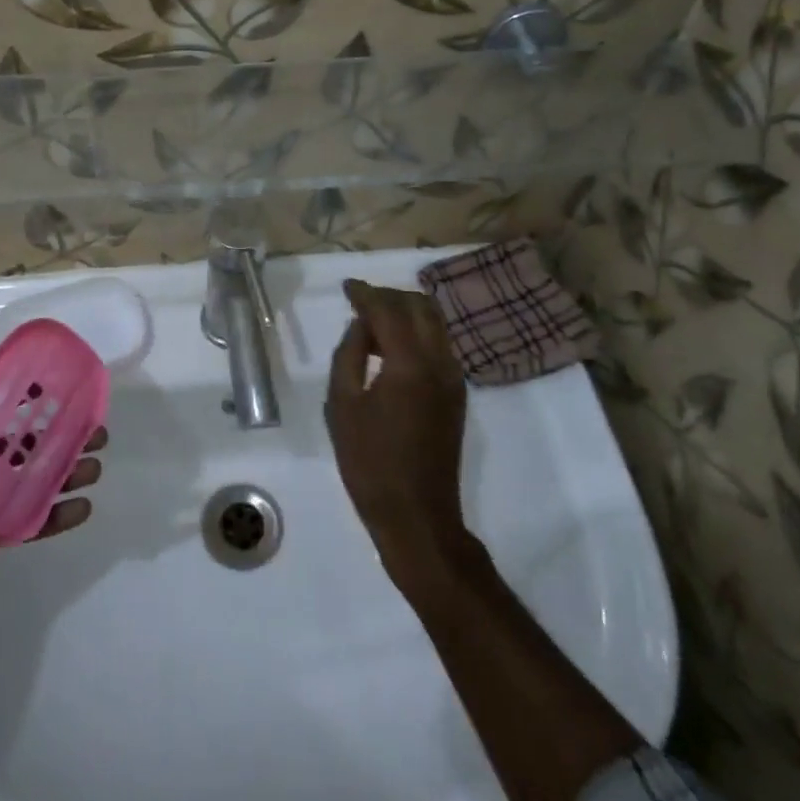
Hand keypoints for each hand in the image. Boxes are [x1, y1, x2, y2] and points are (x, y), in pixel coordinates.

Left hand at [0, 356, 106, 627]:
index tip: (70, 389)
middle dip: (66, 436)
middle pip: (32, 444)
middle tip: (97, 430)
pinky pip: (28, 523)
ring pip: (37, 481)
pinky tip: (82, 509)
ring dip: (69, 472)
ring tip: (95, 465)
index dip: (38, 398)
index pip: (7, 408)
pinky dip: (56, 518)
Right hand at [326, 279, 468, 578]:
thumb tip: (360, 326)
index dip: (366, 293)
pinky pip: (439, 344)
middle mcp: (439, 362)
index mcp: (410, 363)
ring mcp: (453, 378)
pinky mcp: (457, 393)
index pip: (389, 310)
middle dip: (389, 296)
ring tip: (374, 321)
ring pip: (435, 323)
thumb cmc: (370, 462)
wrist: (417, 514)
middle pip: (420, 307)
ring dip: (406, 312)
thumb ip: (349, 355)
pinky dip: (417, 332)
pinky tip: (393, 346)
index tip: (347, 286)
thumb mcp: (342, 405)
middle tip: (360, 301)